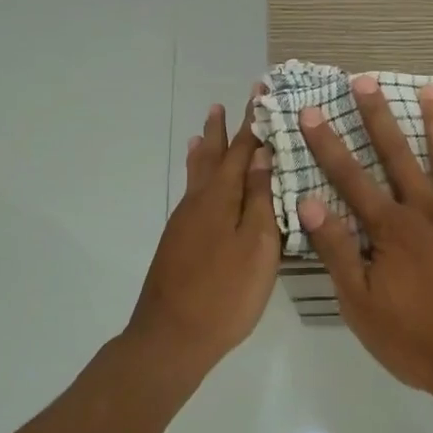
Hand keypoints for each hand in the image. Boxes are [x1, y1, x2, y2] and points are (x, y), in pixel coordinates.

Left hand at [128, 89, 279, 376]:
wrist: (171, 338)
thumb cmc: (225, 293)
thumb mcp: (257, 246)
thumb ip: (259, 199)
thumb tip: (261, 156)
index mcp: (221, 198)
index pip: (240, 150)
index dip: (251, 123)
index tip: (259, 94)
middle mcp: (199, 202)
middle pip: (212, 157)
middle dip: (221, 131)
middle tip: (222, 105)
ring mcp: (184, 222)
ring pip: (197, 174)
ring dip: (203, 149)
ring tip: (202, 129)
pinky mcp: (178, 241)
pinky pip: (191, 193)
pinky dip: (196, 175)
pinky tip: (197, 182)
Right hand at [298, 76, 432, 392]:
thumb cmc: (416, 340)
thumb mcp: (360, 304)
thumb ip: (337, 251)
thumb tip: (309, 202)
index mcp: (390, 230)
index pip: (350, 179)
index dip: (328, 144)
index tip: (312, 111)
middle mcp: (426, 212)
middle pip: (398, 156)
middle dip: (378, 117)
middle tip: (366, 80)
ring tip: (431, 89)